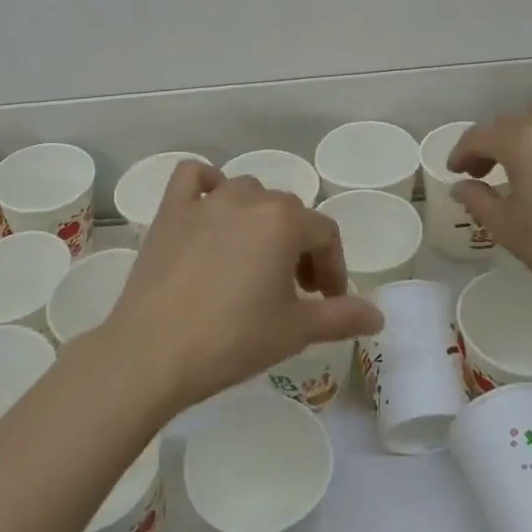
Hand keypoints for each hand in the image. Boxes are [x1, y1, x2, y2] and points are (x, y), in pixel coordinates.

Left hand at [105, 162, 382, 412]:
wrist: (153, 352)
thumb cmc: (233, 339)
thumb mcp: (296, 331)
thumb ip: (342, 316)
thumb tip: (378, 315)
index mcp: (284, 221)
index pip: (326, 235)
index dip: (334, 269)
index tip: (329, 301)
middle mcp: (248, 198)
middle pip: (288, 213)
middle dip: (300, 248)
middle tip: (295, 290)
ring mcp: (205, 201)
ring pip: (247, 193)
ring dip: (260, 219)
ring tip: (255, 259)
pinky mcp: (170, 211)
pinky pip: (193, 179)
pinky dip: (207, 186)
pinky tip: (210, 211)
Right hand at [448, 102, 531, 308]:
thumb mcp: (504, 226)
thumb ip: (476, 198)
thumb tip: (462, 186)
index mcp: (521, 141)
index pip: (479, 137)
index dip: (461, 153)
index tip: (456, 172)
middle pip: (510, 123)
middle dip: (492, 144)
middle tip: (485, 172)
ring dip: (526, 132)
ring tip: (524, 160)